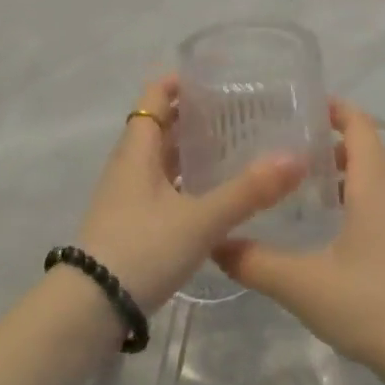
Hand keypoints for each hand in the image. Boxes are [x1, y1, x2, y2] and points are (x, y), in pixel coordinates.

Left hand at [74, 76, 305, 312]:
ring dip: (188, 148)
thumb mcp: (200, 220)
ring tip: (231, 146)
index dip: (179, 81)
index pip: (155, 96)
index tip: (215, 76)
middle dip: (192, 114)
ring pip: (160, 157)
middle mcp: (129, 164)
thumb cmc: (141, 249)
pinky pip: (160, 185)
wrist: (89, 309)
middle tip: (237, 110)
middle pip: (159, 124)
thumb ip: (247, 191)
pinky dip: (184, 179)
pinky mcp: (129, 222)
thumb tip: (295, 158)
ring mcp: (126, 195)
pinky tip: (210, 194)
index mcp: (138, 149)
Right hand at [215, 100, 384, 379]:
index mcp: (373, 186)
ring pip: (374, 176)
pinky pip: (379, 201)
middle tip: (287, 140)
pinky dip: (354, 195)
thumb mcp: (303, 285)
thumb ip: (255, 262)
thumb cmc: (372, 306)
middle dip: (330, 137)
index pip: (359, 125)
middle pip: (366, 146)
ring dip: (343, 168)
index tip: (299, 102)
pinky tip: (327, 223)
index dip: (335, 107)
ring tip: (301, 178)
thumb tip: (215, 242)